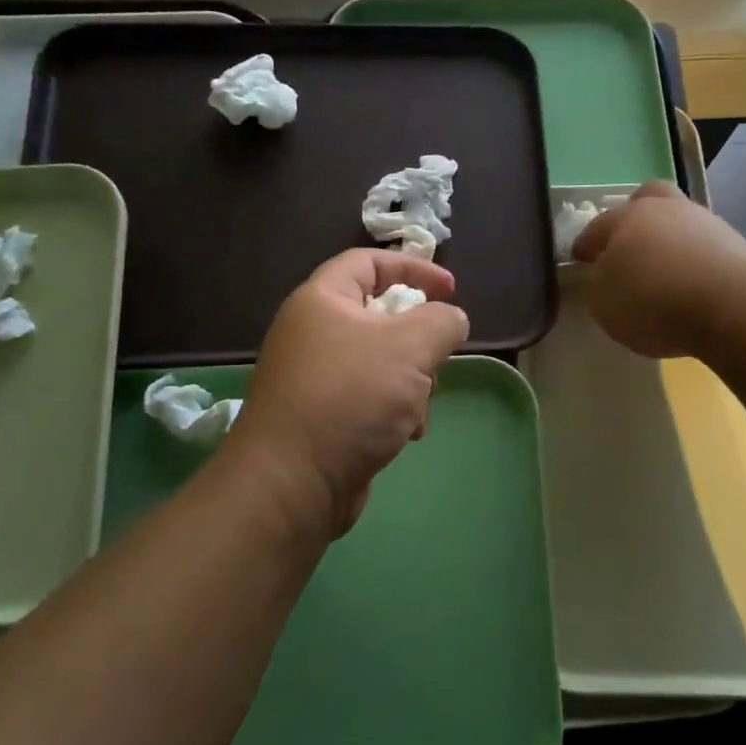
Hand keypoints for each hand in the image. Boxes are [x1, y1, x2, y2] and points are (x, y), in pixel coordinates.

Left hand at [228, 249, 469, 542]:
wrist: (293, 482)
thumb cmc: (351, 397)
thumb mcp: (410, 347)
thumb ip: (442, 322)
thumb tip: (452, 319)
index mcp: (322, 300)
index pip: (368, 262)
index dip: (413, 267)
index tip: (451, 290)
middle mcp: (312, 333)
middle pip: (379, 316)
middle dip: (418, 339)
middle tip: (437, 359)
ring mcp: (314, 378)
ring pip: (380, 362)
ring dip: (412, 381)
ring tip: (420, 407)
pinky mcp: (321, 417)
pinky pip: (368, 397)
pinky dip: (394, 410)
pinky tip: (406, 434)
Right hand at [571, 181, 745, 357]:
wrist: (734, 306)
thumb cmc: (654, 301)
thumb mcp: (603, 303)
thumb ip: (597, 285)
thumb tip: (603, 275)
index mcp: (626, 217)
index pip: (597, 227)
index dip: (585, 244)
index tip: (580, 260)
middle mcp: (666, 209)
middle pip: (646, 199)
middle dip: (634, 218)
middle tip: (627, 247)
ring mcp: (706, 223)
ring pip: (679, 221)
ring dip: (669, 240)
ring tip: (663, 273)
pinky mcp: (736, 245)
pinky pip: (703, 247)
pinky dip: (693, 261)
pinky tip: (690, 285)